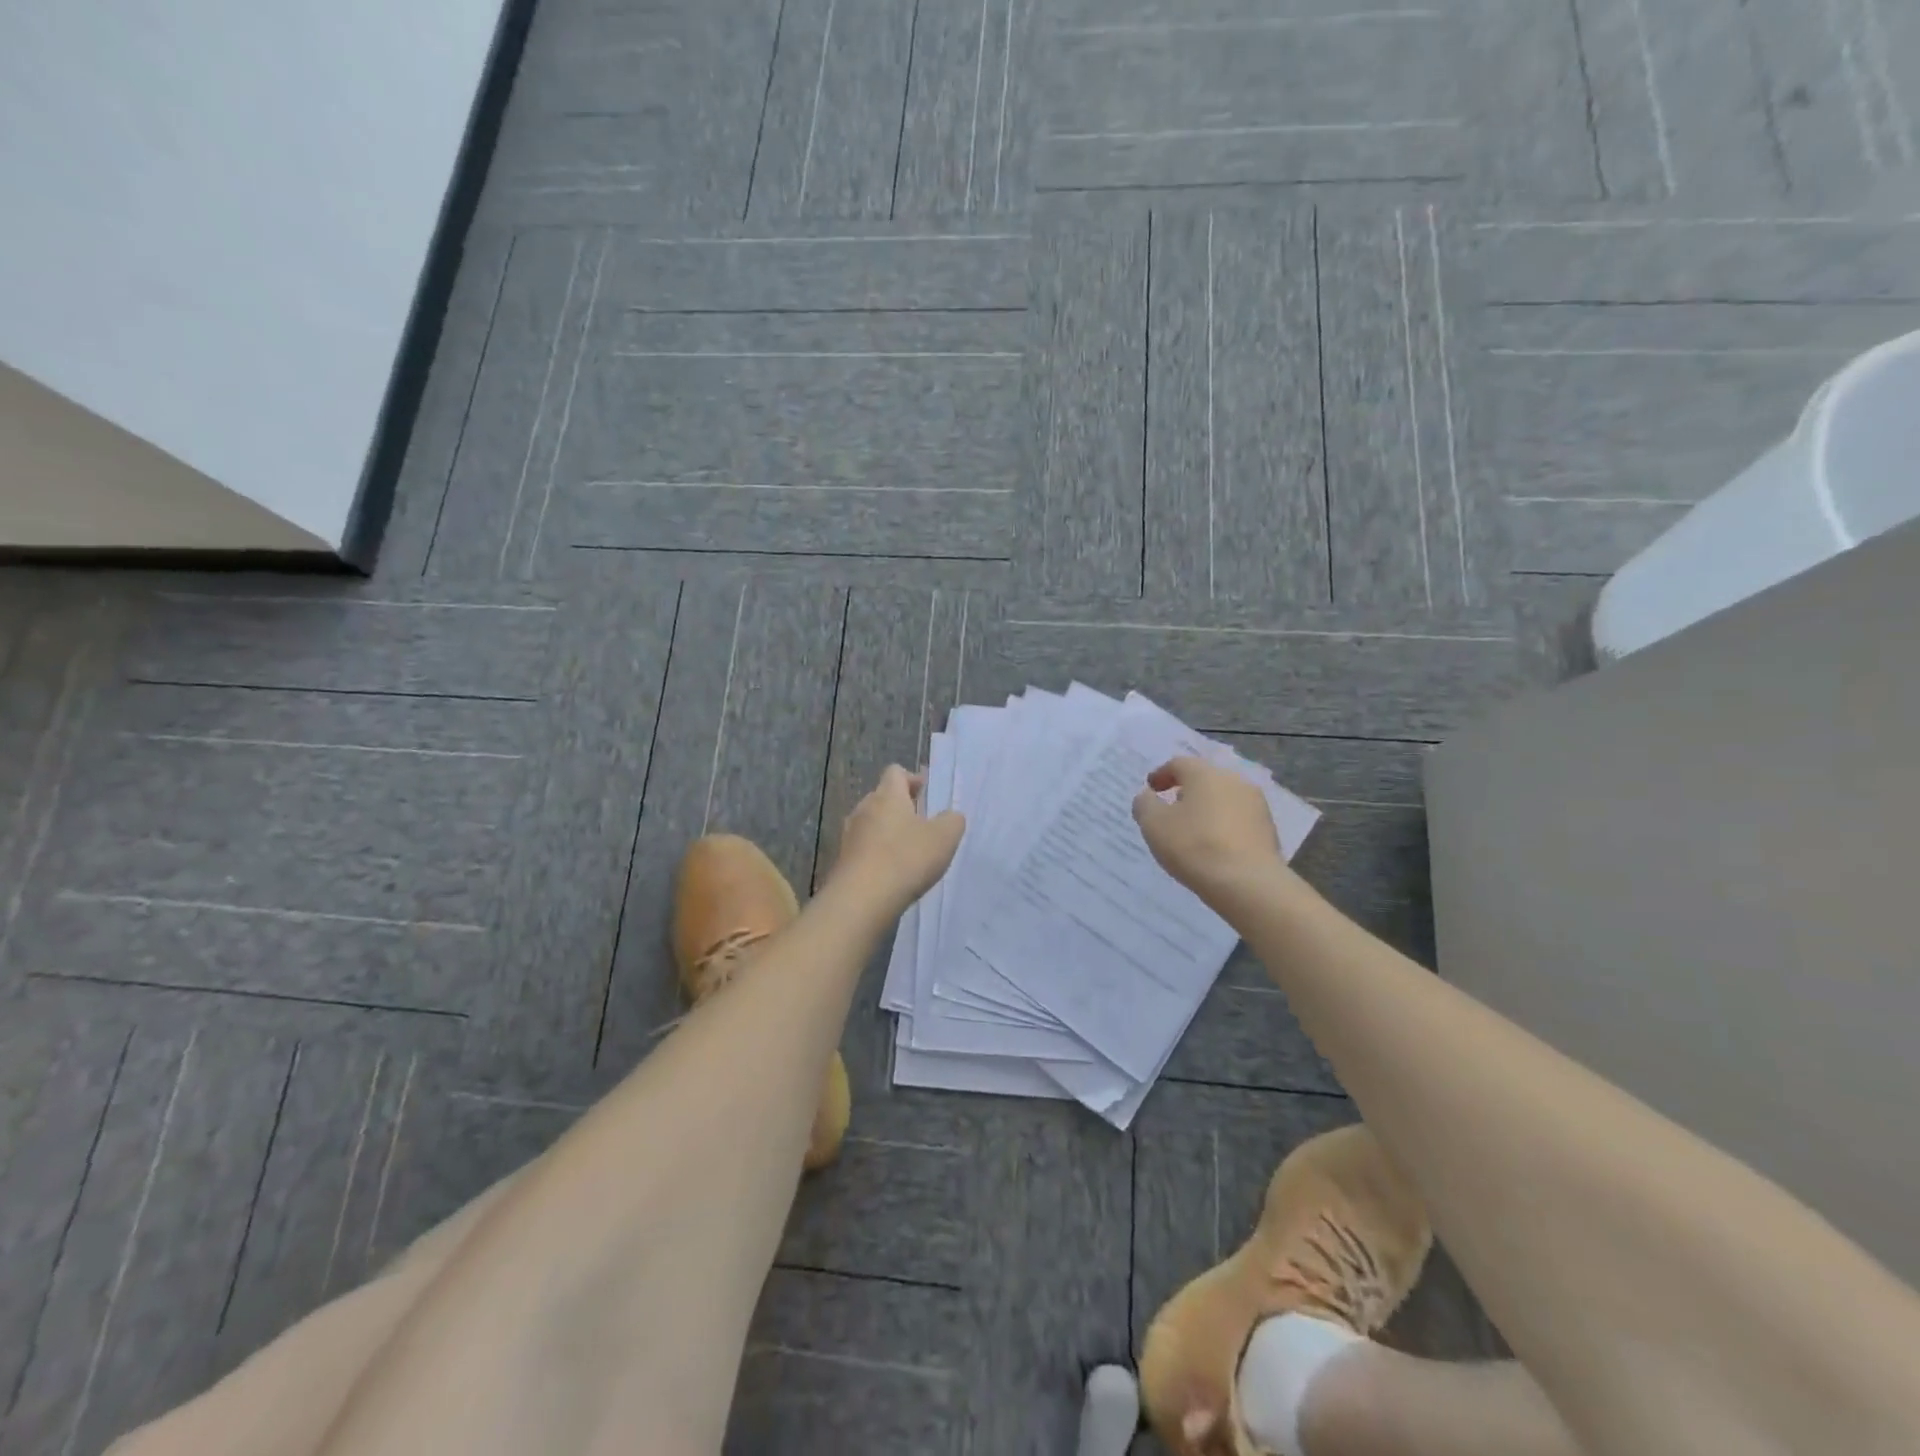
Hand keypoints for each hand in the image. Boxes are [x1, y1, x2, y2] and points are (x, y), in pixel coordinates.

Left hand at [829, 764, 965, 914]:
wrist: (861, 899)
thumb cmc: (906, 859)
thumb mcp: (944, 838)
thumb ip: (952, 821)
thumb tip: (950, 816)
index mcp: (888, 796)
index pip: (895, 772)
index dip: (911, 779)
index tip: (925, 793)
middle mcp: (864, 808)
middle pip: (881, 797)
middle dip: (900, 806)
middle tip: (920, 823)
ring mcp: (849, 835)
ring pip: (871, 823)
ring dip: (887, 831)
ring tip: (907, 850)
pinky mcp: (842, 860)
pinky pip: (863, 847)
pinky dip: (877, 853)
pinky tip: (891, 871)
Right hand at [1131, 756, 1286, 909]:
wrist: (1248, 883)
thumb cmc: (1194, 846)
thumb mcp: (1154, 824)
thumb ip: (1145, 804)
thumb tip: (1147, 796)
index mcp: (1205, 774)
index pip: (1179, 764)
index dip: (1161, 775)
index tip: (1151, 789)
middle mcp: (1234, 781)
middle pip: (1204, 779)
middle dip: (1186, 791)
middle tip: (1171, 808)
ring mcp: (1256, 805)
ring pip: (1224, 799)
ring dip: (1206, 809)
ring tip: (1192, 830)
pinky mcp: (1268, 829)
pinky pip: (1238, 820)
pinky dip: (1222, 826)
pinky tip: (1214, 846)